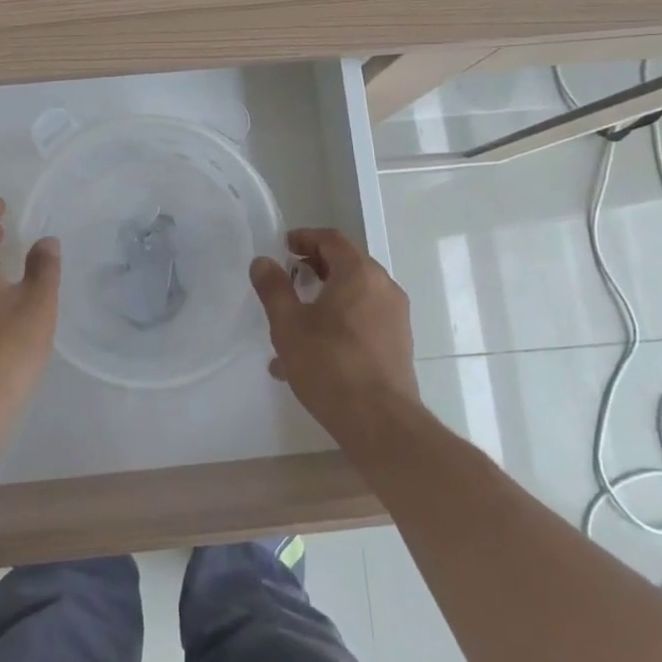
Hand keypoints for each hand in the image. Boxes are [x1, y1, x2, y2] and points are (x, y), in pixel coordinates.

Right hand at [250, 228, 422, 448]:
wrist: (380, 423)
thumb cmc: (330, 365)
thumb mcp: (288, 325)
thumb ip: (274, 288)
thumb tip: (263, 262)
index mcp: (359, 273)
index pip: (331, 240)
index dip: (305, 238)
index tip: (284, 247)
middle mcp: (383, 287)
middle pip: (347, 264)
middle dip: (316, 267)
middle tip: (289, 278)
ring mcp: (395, 317)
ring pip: (356, 294)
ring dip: (327, 297)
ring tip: (296, 321)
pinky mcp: (398, 344)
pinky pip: (365, 319)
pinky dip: (341, 321)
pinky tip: (314, 352)